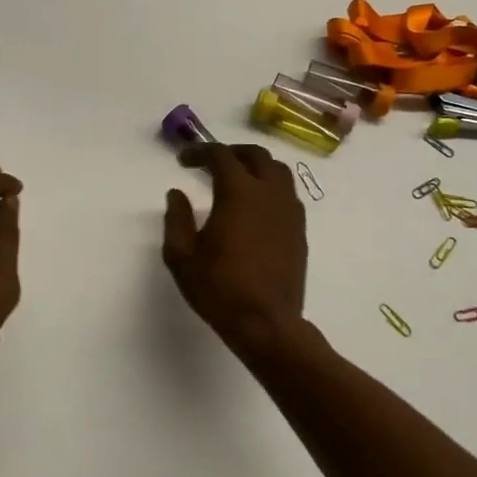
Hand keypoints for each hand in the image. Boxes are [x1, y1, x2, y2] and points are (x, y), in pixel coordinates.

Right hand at [162, 143, 307, 351]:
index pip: (221, 156)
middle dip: (231, 152)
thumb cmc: (219, 289)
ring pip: (278, 171)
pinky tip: (256, 206)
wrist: (266, 324)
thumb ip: (177, 219)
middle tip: (211, 163)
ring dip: (256, 166)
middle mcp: (269, 193)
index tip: (183, 162)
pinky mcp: (299, 230)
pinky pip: (288, 194)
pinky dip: (270, 187)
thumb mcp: (182, 257)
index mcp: (239, 193)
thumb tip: (177, 194)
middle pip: (256, 155)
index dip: (200, 152)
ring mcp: (289, 211)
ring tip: (237, 179)